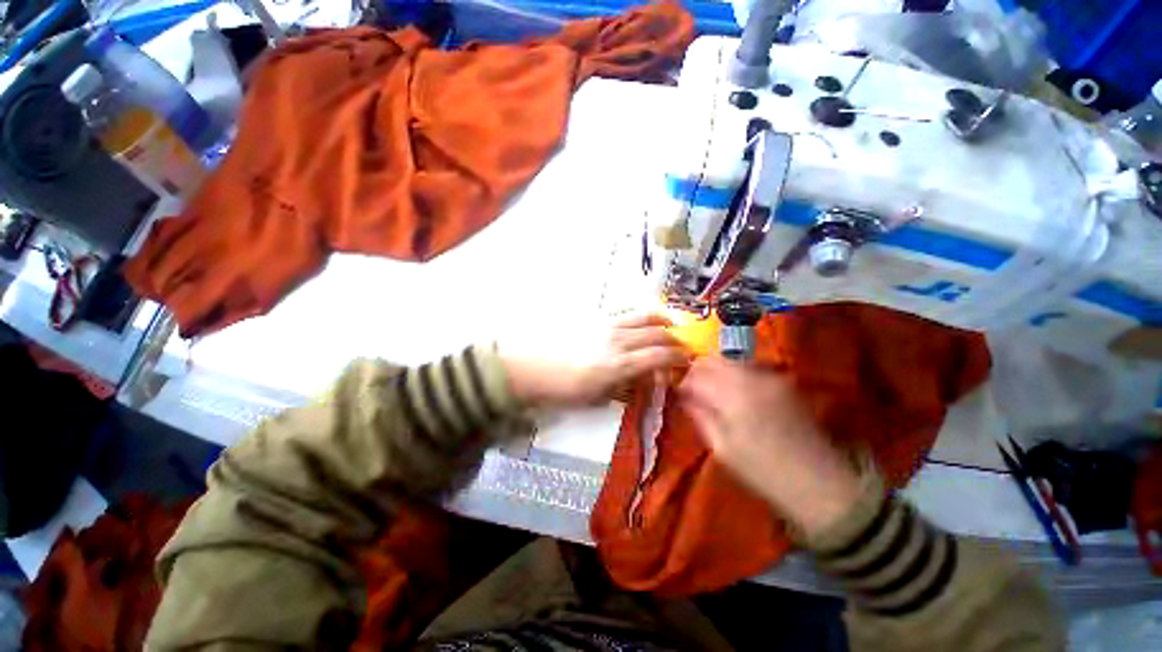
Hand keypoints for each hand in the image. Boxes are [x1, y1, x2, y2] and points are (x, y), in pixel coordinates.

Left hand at [503, 313, 689, 407]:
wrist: (534, 368)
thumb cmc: (564, 390)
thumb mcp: (597, 398)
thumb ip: (624, 388)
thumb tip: (641, 382)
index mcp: (620, 364)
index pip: (659, 356)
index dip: (678, 357)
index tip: (687, 360)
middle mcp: (618, 341)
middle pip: (656, 334)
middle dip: (673, 339)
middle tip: (681, 346)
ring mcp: (607, 326)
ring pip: (642, 317)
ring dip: (660, 320)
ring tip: (670, 324)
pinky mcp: (596, 319)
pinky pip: (624, 312)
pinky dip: (640, 314)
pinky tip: (642, 318)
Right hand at [677, 357, 861, 537]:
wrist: (819, 481)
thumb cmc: (763, 470)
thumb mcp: (722, 447)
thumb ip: (700, 415)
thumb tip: (684, 396)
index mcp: (732, 394)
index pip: (696, 374)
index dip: (683, 380)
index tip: (678, 391)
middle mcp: (750, 377)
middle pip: (714, 360)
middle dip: (698, 371)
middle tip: (692, 388)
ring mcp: (770, 377)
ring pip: (731, 360)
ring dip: (716, 370)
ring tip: (712, 390)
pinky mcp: (784, 382)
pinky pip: (750, 368)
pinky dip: (735, 374)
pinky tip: (735, 392)